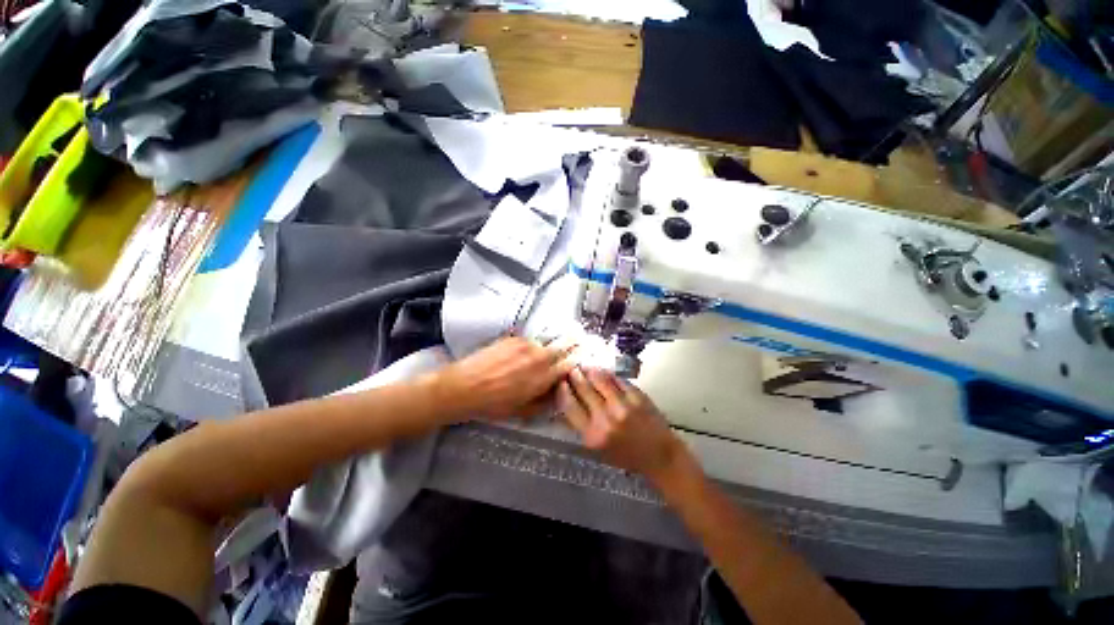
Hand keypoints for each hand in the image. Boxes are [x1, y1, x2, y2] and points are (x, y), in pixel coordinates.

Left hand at [433, 337, 575, 420]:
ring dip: (547, 346)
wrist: (463, 387)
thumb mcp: (522, 411)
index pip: (569, 363)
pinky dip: (529, 346)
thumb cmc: (493, 404)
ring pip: (544, 342)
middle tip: (579, 336)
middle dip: (573, 340)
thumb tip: (557, 391)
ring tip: (542, 351)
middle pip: (563, 344)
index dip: (578, 359)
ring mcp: (525, 345)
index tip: (584, 354)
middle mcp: (538, 357)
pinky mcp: (512, 338)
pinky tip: (519, 354)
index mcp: (543, 377)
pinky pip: (527, 341)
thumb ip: (544, 401)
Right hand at [558, 367, 690, 482]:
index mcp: (592, 435)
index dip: (562, 390)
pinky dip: (609, 375)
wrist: (659, 457)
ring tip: (586, 366)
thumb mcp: (597, 448)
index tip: (560, 382)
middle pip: (583, 389)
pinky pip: (618, 380)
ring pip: (600, 379)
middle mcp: (606, 419)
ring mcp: (623, 405)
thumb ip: (581, 425)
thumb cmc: (625, 456)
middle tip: (571, 368)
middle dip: (575, 375)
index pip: (569, 406)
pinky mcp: (637, 397)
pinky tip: (604, 372)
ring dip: (590, 370)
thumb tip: (566, 402)